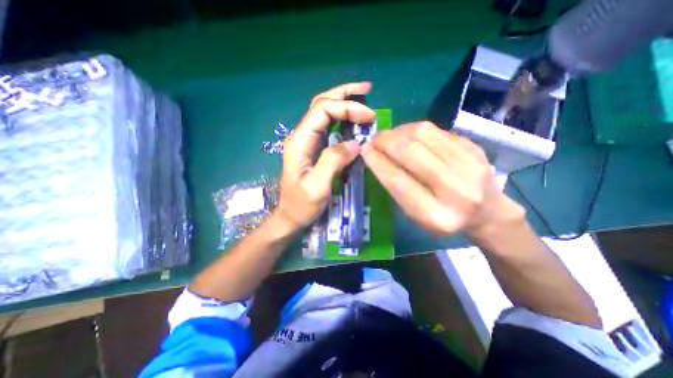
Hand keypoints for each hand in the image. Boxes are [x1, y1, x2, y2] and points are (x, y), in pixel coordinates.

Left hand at [274, 81, 377, 229]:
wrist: (291, 216)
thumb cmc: (302, 205)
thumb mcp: (318, 187)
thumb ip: (333, 161)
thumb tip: (355, 143)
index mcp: (300, 142)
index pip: (322, 110)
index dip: (346, 108)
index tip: (369, 117)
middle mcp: (301, 136)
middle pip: (321, 104)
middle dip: (344, 94)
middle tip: (367, 89)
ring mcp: (307, 141)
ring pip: (324, 112)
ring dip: (343, 102)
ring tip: (363, 97)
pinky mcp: (314, 148)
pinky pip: (328, 126)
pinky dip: (342, 118)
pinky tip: (353, 119)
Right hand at [363, 121, 525, 235]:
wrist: (488, 212)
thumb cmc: (444, 218)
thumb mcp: (416, 215)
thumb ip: (397, 188)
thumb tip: (376, 157)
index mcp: (435, 215)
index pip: (398, 181)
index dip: (377, 162)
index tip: (364, 151)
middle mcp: (455, 189)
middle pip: (411, 153)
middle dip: (385, 142)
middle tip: (373, 140)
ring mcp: (469, 164)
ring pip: (423, 134)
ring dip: (398, 132)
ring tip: (388, 137)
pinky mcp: (474, 147)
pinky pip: (436, 130)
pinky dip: (414, 130)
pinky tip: (407, 135)